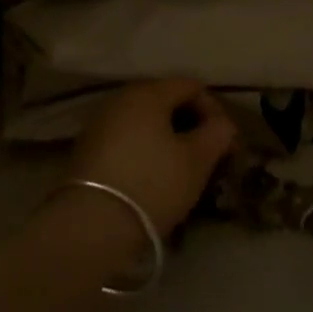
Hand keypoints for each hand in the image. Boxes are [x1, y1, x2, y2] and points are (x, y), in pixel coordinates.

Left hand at [65, 79, 235, 244]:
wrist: (91, 225)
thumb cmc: (153, 184)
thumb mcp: (197, 160)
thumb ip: (217, 133)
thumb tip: (222, 124)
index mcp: (148, 93)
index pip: (191, 86)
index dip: (214, 109)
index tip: (225, 141)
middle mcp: (120, 98)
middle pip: (165, 99)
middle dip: (190, 122)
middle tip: (207, 153)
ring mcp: (99, 122)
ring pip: (144, 120)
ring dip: (166, 136)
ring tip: (182, 167)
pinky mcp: (86, 148)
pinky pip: (125, 137)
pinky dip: (144, 148)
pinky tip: (153, 175)